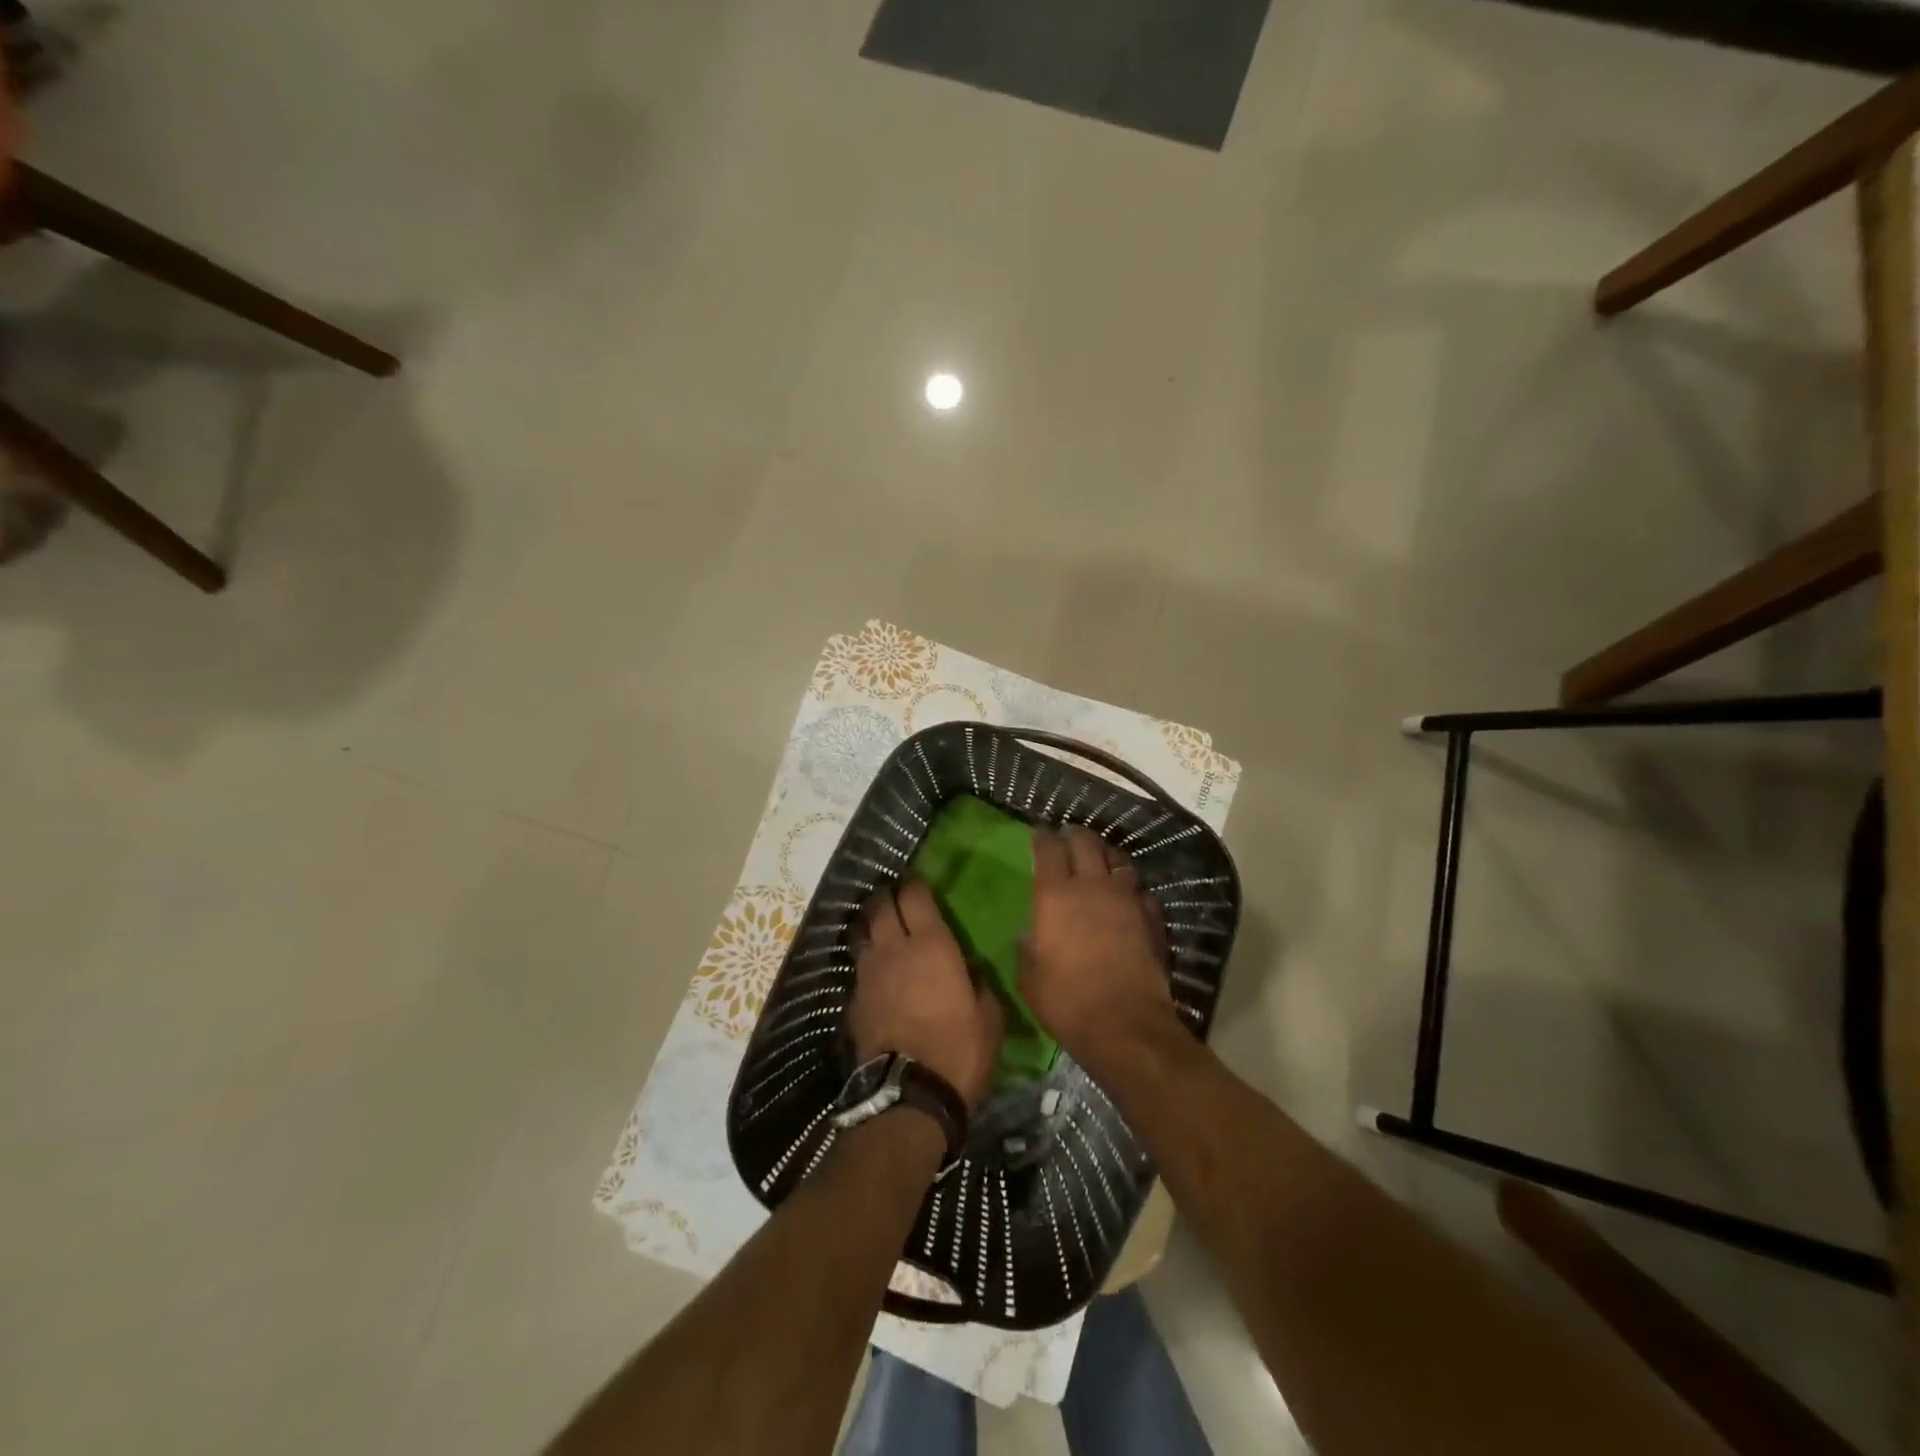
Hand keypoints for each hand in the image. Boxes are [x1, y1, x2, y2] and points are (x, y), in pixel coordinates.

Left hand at [849, 880, 1003, 1109]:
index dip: (914, 884)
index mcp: (931, 945)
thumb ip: (978, 984)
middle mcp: (894, 949)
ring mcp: (868, 974)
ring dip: (869, 925)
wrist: (910, 1095)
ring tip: (878, 928)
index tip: (918, 882)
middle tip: (894, 896)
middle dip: (886, 896)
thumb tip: (970, 971)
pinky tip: (875, 974)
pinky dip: (866, 963)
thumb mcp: (988, 1016)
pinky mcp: (853, 1000)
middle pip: (880, 906)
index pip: (914, 896)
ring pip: (861, 933)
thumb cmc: (959, 1050)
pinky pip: (858, 968)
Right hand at [1019, 826, 1175, 1063]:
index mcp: (1055, 896)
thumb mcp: (1030, 978)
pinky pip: (1141, 890)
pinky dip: (1132, 888)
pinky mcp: (1152, 917)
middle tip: (1068, 837)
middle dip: (1075, 835)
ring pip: (1119, 860)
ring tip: (1100, 858)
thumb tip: (1030, 934)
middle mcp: (1092, 887)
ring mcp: (1127, 899)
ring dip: (1107, 855)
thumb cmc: (1066, 1001)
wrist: (1125, 1025)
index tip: (1039, 833)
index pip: (1048, 850)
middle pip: (1086, 843)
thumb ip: (1028, 948)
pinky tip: (1128, 896)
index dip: (1042, 838)